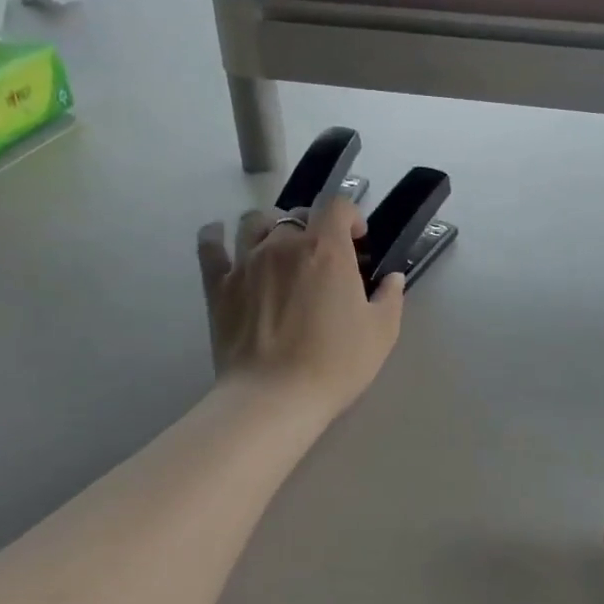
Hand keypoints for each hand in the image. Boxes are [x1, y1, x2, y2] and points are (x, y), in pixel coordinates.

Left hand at [197, 198, 403, 416]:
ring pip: (253, 221)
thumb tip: (392, 278)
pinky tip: (220, 236)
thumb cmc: (336, 364)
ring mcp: (246, 262)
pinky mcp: (218, 285)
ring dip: (270, 226)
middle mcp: (284, 244)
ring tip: (278, 246)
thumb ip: (390, 297)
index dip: (350, 216)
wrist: (275, 397)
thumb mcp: (381, 333)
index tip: (358, 239)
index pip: (337, 206)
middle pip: (297, 214)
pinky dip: (215, 235)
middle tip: (322, 255)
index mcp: (327, 250)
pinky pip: (211, 245)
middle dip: (314, 226)